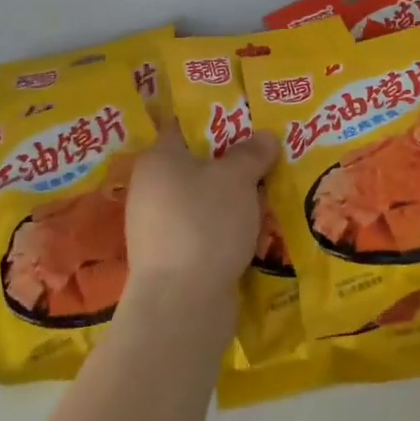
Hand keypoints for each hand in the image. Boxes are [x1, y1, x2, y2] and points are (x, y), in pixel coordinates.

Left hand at [124, 128, 278, 305]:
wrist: (182, 302)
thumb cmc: (205, 222)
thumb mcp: (236, 178)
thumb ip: (251, 153)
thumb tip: (265, 136)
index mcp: (158, 158)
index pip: (184, 125)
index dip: (216, 118)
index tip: (247, 117)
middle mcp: (150, 188)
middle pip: (196, 164)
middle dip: (231, 162)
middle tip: (269, 155)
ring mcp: (158, 226)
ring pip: (203, 200)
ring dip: (231, 198)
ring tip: (269, 194)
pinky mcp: (171, 258)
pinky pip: (204, 231)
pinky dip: (226, 229)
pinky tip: (254, 232)